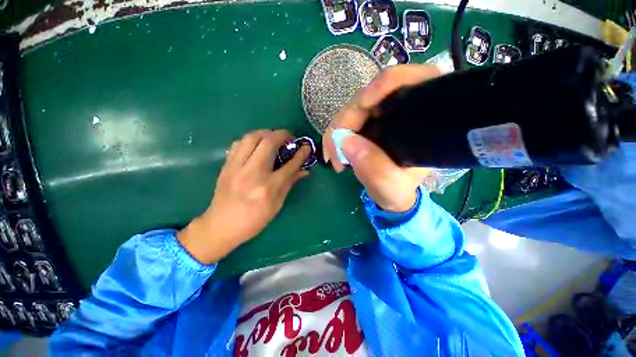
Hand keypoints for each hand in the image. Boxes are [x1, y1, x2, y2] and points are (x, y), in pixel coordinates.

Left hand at [178, 129, 309, 263]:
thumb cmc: (254, 219)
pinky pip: (238, 143)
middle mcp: (252, 173)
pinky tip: (256, 146)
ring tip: (273, 138)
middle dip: (282, 134)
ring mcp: (237, 167)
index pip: (289, 165)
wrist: (221, 226)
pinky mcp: (226, 165)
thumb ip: (290, 183)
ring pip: (251, 137)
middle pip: (268, 142)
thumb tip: (304, 170)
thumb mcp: (277, 204)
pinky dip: (250, 140)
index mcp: (268, 187)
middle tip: (289, 138)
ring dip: (265, 133)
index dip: (301, 153)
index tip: (306, 146)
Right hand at [322, 65, 442, 211]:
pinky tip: (332, 151)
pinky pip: (343, 121)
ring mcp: (377, 114)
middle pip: (367, 97)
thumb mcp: (390, 185)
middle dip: (345, 122)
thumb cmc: (398, 189)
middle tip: (336, 153)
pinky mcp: (363, 123)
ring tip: (334, 158)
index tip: (363, 105)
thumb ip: (374, 167)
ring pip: (350, 109)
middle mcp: (398, 109)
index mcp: (419, 117)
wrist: (389, 192)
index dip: (383, 85)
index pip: (407, 82)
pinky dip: (334, 135)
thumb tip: (345, 140)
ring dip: (336, 132)